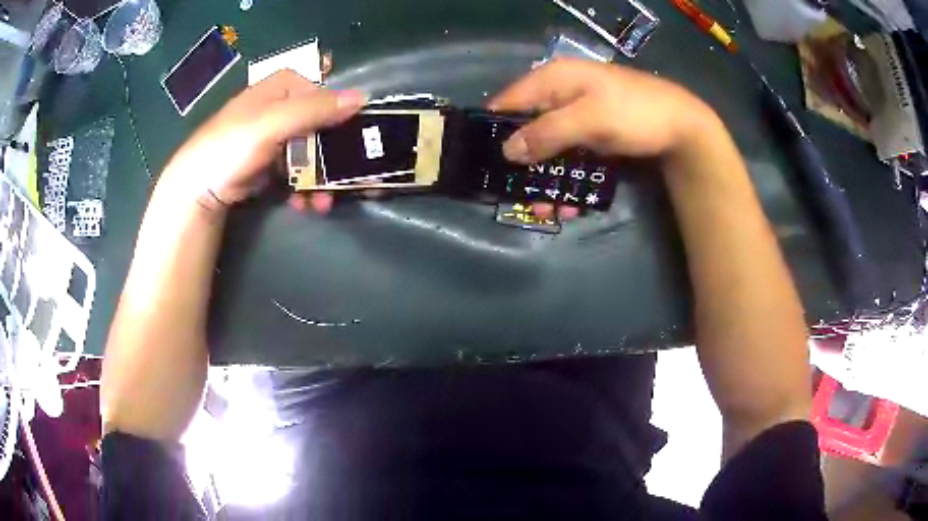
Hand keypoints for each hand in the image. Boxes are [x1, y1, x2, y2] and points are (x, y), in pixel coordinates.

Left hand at [161, 69, 364, 209]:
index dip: (340, 112)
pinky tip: (307, 204)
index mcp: (282, 86)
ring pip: (311, 150)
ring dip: (320, 176)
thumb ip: (315, 109)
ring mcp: (275, 136)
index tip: (352, 136)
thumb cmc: (231, 146)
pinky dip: (304, 186)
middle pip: (320, 124)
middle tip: (346, 176)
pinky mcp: (269, 162)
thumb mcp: (273, 122)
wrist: (197, 188)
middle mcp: (281, 107)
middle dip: (332, 154)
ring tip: (323, 202)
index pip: (324, 91)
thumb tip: (362, 98)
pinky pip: (297, 169)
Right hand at [488, 58, 715, 218]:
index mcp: (554, 79)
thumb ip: (546, 133)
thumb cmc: (635, 113)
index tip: (488, 164)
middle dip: (522, 164)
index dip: (495, 130)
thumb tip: (507, 151)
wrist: (682, 126)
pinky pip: (568, 155)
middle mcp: (560, 93)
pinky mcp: (591, 133)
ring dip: (545, 177)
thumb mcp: (589, 120)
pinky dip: (566, 176)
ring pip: (547, 146)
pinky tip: (569, 202)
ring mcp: (577, 114)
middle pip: (526, 128)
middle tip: (519, 196)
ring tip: (547, 209)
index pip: (509, 101)